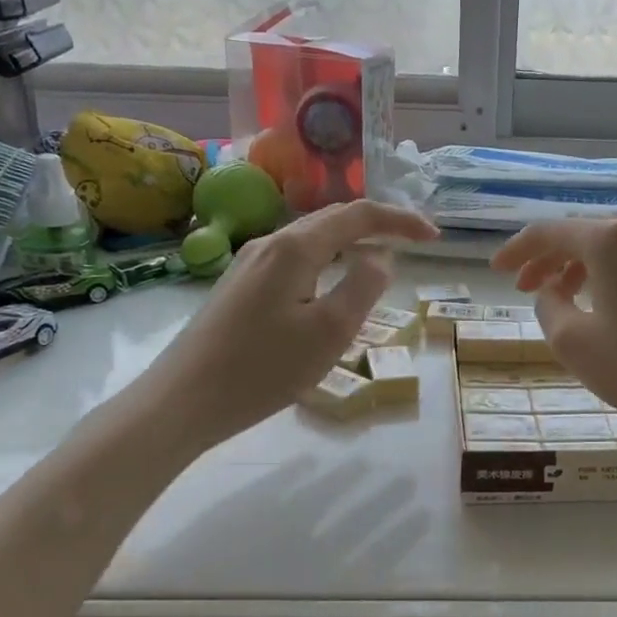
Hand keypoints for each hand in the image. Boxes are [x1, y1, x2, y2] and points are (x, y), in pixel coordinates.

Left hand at [153, 200, 437, 450]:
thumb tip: (380, 257)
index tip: (434, 237)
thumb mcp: (330, 332)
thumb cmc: (263, 369)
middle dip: (378, 224)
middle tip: (414, 243)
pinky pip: (296, 257)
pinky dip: (328, 258)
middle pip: (333, 218)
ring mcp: (250, 261)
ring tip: (381, 259)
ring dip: (352, 241)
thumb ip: (364, 286)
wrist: (182, 400)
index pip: (359, 215)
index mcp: (296, 247)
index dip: (400, 220)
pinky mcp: (240, 284)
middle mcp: (271, 242)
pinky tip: (333, 283)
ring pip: (312, 237)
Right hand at [490, 220, 616, 454]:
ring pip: (613, 249)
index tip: (495, 270)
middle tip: (524, 287)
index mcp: (611, 240)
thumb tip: (551, 291)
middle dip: (548, 258)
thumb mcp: (573, 342)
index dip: (516, 250)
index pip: (549, 232)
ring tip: (560, 298)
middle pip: (583, 235)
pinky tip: (604, 305)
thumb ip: (548, 305)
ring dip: (579, 268)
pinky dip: (611, 276)